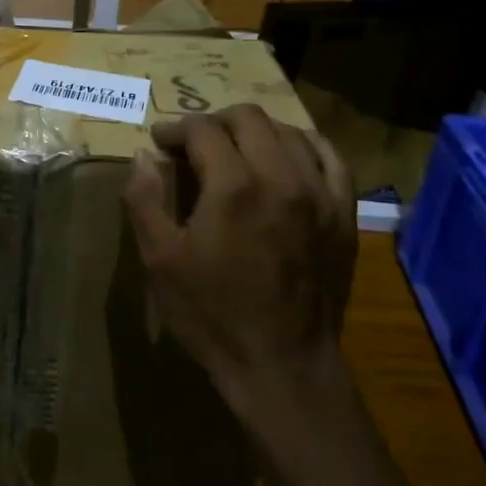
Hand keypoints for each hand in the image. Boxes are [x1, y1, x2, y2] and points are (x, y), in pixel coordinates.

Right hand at [123, 105, 356, 401]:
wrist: (282, 367)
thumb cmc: (212, 314)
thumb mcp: (160, 260)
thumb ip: (144, 200)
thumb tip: (142, 155)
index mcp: (234, 186)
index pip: (203, 129)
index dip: (175, 129)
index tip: (160, 143)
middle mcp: (282, 177)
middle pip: (248, 118)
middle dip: (214, 122)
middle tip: (193, 144)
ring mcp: (320, 194)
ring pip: (289, 131)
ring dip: (255, 131)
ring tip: (236, 150)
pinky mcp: (343, 214)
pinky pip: (330, 158)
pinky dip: (304, 146)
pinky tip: (287, 156)